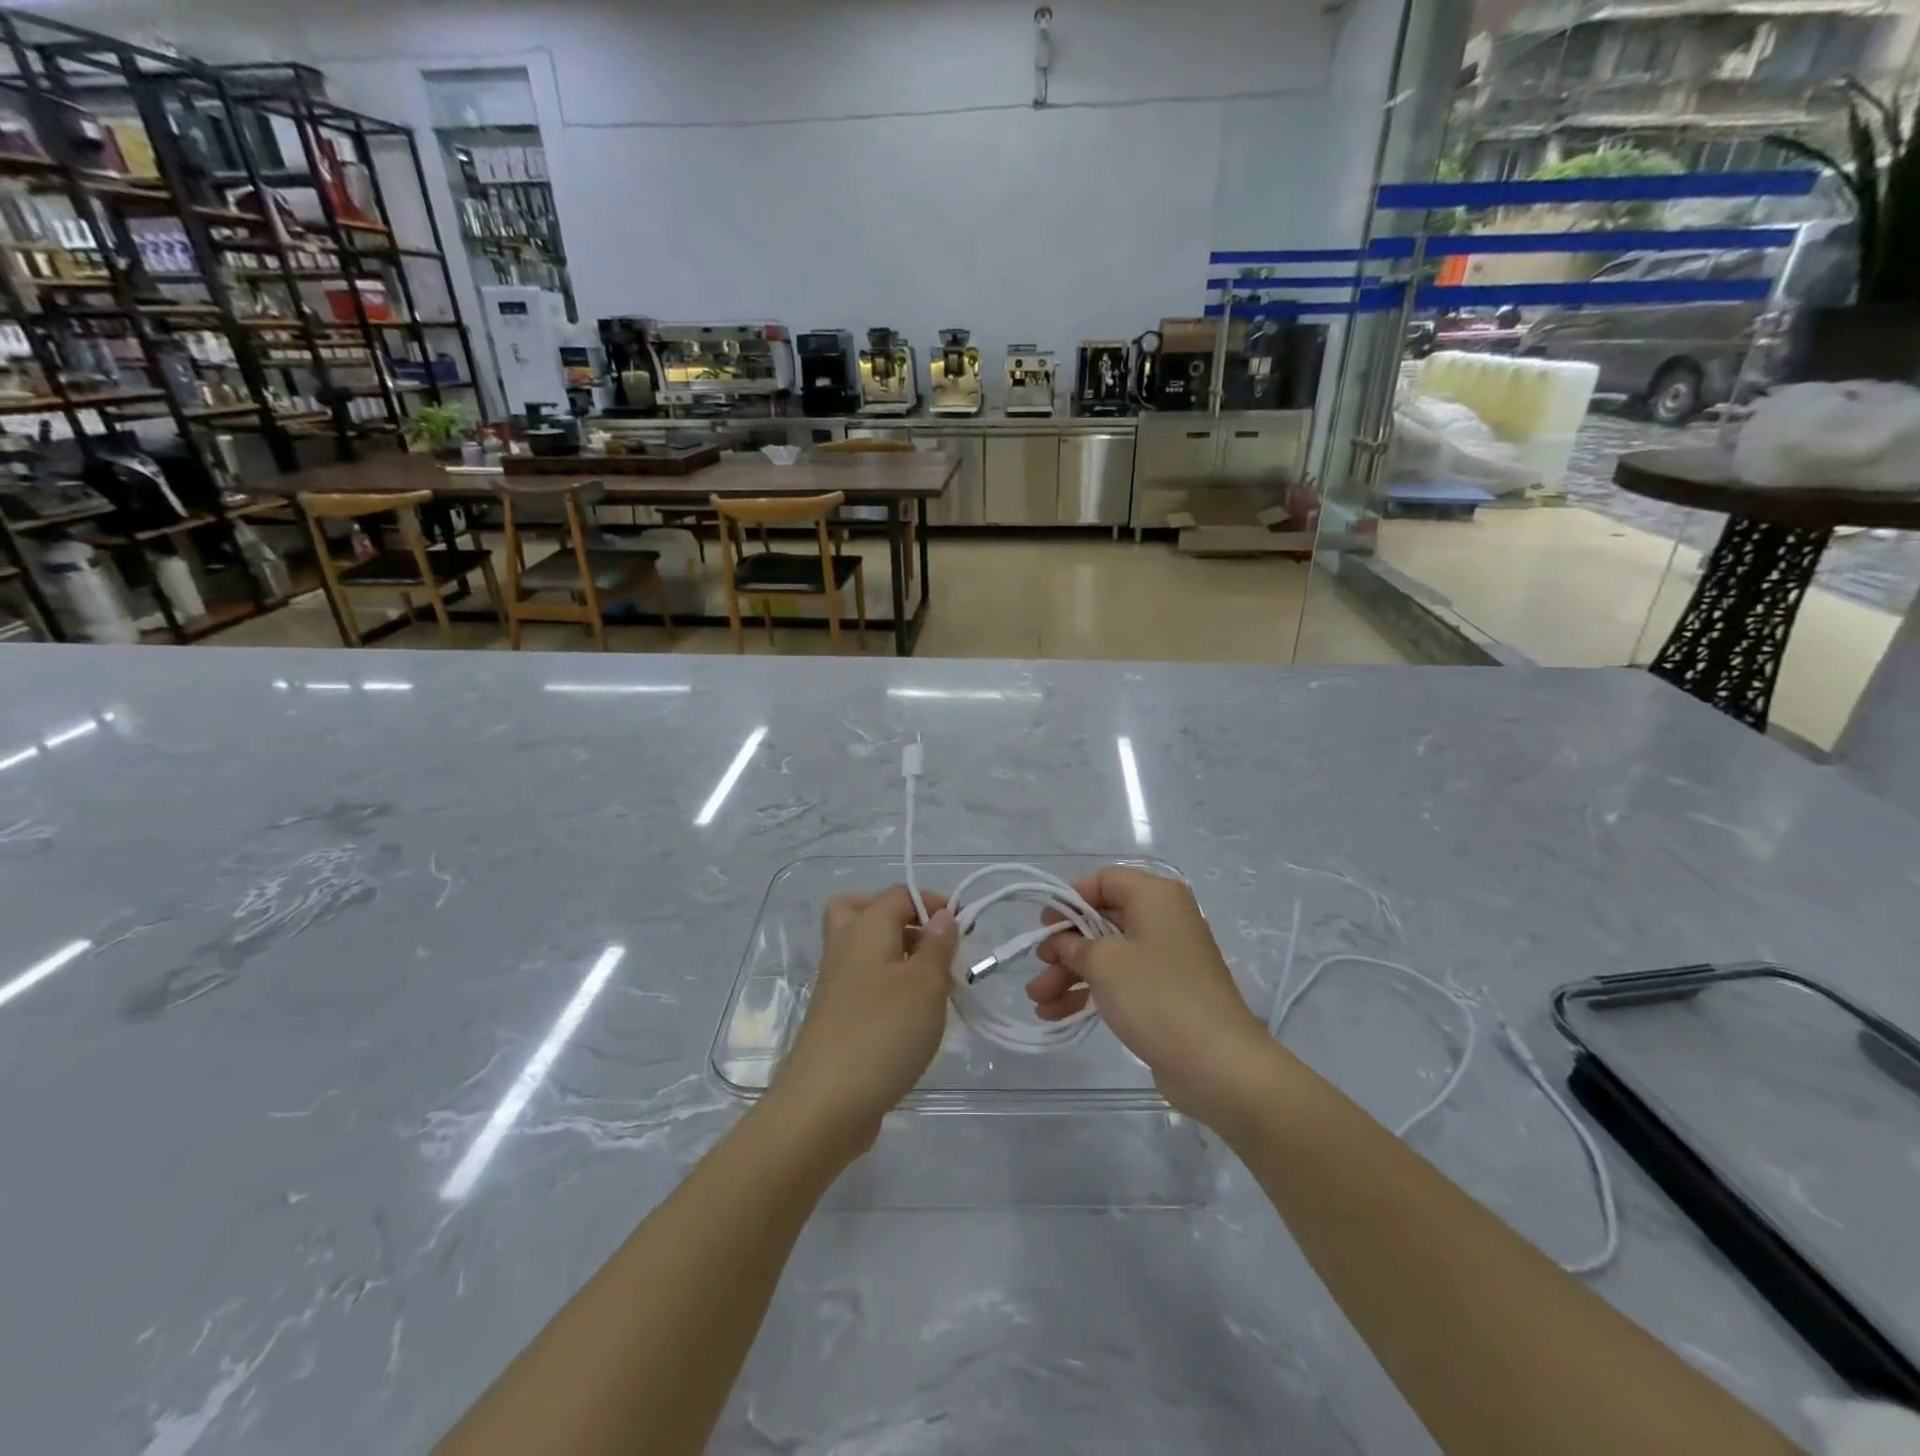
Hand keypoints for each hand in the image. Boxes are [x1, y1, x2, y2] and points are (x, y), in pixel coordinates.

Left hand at [771, 886, 957, 1157]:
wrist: (825, 1104)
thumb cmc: (883, 1032)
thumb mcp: (926, 984)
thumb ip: (938, 946)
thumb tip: (942, 916)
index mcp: (864, 928)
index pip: (899, 894)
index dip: (933, 903)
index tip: (964, 929)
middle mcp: (843, 947)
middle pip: (862, 910)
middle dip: (900, 918)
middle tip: (930, 943)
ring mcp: (835, 984)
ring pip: (862, 948)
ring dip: (896, 954)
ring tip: (931, 982)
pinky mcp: (835, 1017)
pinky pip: (862, 982)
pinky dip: (886, 985)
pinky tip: (912, 1015)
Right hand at [1026, 867, 1276, 1124]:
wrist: (1218, 1064)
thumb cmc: (1157, 996)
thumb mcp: (1105, 963)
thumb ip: (1075, 945)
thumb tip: (1064, 942)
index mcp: (1155, 897)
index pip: (1104, 880)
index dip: (1070, 899)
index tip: (1044, 926)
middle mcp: (1163, 920)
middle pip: (1102, 920)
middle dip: (1064, 947)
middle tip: (1037, 967)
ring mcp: (1166, 959)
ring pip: (1108, 955)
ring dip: (1070, 975)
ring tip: (1037, 1001)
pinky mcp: (1166, 993)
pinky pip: (1121, 982)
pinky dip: (1091, 993)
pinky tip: (1057, 1014)